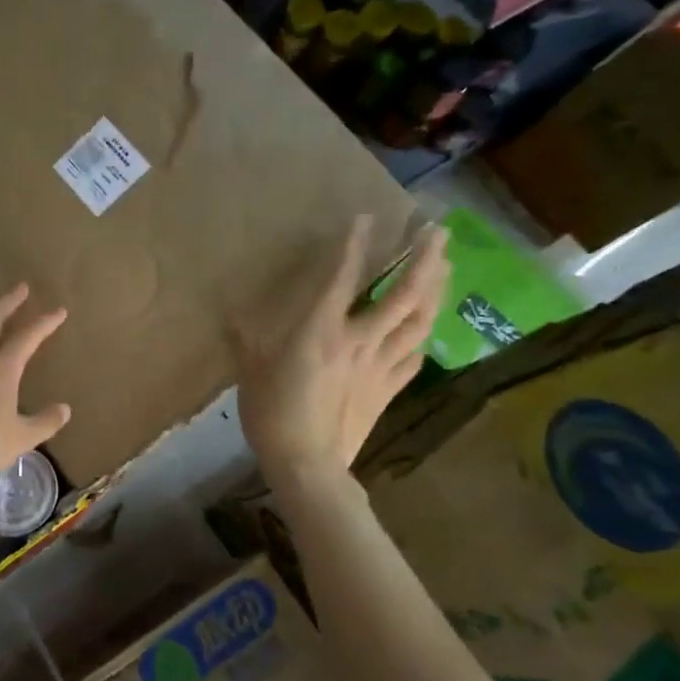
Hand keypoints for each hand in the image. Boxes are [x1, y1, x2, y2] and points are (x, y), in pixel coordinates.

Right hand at [234, 217, 448, 481]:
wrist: (307, 464)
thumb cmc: (271, 413)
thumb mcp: (250, 371)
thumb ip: (247, 340)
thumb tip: (233, 319)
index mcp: (321, 330)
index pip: (343, 277)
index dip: (355, 245)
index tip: (367, 217)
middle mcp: (359, 339)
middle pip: (403, 294)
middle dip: (424, 259)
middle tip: (439, 231)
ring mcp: (380, 365)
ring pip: (419, 321)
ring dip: (436, 290)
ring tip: (446, 266)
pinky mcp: (389, 390)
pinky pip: (414, 356)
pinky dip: (423, 336)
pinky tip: (426, 327)